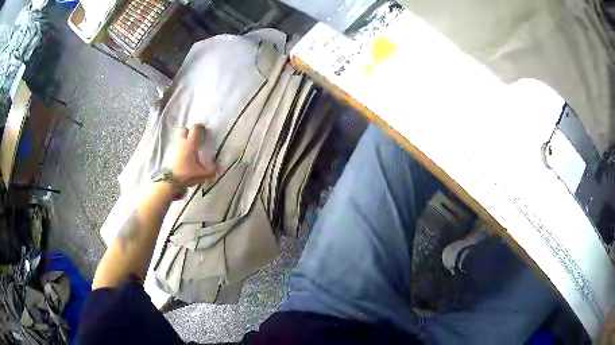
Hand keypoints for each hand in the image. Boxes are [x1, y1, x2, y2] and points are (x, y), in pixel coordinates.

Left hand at [172, 125, 216, 187]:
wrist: (171, 182)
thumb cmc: (187, 174)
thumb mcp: (203, 174)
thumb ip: (212, 169)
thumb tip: (217, 166)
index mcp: (191, 143)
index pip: (195, 128)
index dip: (200, 127)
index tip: (204, 129)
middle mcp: (182, 143)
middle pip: (184, 130)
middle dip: (189, 131)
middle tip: (194, 138)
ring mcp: (174, 148)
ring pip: (179, 138)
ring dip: (183, 140)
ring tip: (189, 148)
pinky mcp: (169, 155)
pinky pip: (175, 147)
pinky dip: (179, 149)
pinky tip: (183, 156)